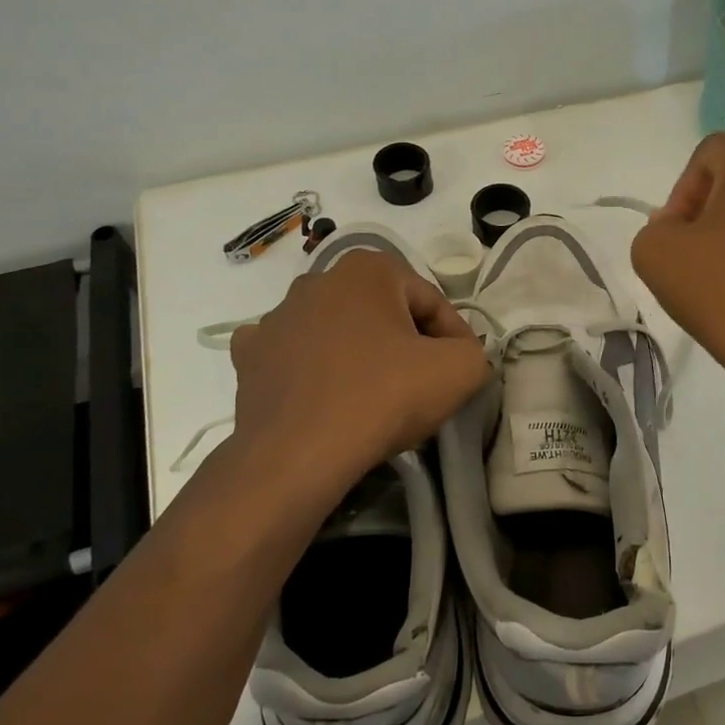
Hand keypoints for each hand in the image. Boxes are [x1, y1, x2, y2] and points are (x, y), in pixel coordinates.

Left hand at [223, 249, 488, 499]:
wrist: (298, 455)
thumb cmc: (384, 397)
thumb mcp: (460, 370)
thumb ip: (475, 351)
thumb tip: (461, 355)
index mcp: (368, 269)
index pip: (431, 301)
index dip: (455, 338)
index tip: (461, 371)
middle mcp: (317, 280)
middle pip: (384, 312)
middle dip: (406, 342)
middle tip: (422, 383)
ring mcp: (276, 317)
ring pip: (338, 331)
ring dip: (360, 354)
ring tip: (376, 397)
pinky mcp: (249, 356)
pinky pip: (294, 355)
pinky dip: (312, 369)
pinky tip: (325, 394)